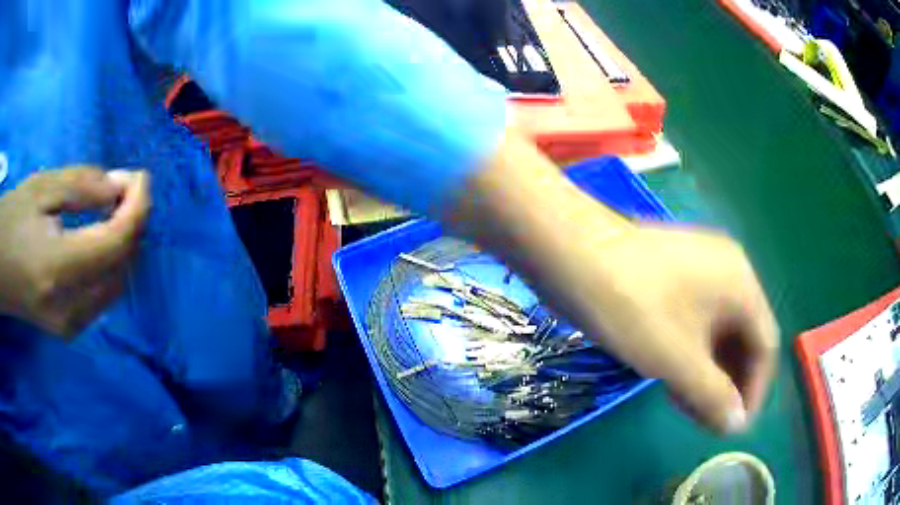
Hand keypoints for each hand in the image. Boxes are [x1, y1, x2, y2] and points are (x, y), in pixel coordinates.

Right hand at [0, 167, 150, 337]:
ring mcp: (69, 325)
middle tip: (128, 188)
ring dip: (123, 245)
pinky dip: (110, 265)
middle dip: (133, 223)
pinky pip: (101, 297)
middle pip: (121, 266)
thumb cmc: (11, 220)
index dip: (137, 207)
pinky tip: (104, 239)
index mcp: (58, 270)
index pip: (116, 243)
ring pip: (115, 284)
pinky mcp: (67, 329)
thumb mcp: (42, 188)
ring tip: (117, 208)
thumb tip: (119, 189)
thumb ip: (82, 187)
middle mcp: (69, 308)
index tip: (142, 177)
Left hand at [449, 128, 776, 432]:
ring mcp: (700, 268)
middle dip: (730, 383)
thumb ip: (712, 395)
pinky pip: (697, 319)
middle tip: (708, 420)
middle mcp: (729, 271)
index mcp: (742, 284)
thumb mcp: (677, 359)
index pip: (765, 346)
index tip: (734, 427)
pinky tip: (674, 378)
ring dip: (710, 372)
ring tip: (689, 407)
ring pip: (718, 331)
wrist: (570, 252)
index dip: (755, 390)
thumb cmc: (631, 306)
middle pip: (744, 337)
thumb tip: (736, 424)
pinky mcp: (674, 274)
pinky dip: (692, 352)